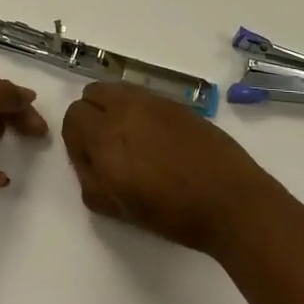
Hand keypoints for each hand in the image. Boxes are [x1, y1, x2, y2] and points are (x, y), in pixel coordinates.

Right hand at [61, 83, 280, 253]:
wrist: (230, 200)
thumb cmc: (171, 212)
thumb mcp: (118, 208)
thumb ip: (90, 181)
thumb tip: (89, 161)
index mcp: (107, 135)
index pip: (73, 116)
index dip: (75, 140)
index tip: (90, 162)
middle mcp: (127, 108)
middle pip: (93, 93)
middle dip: (91, 116)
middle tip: (105, 147)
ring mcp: (155, 101)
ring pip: (119, 90)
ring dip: (114, 109)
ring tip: (131, 142)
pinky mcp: (177, 103)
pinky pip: (145, 97)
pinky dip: (139, 111)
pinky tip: (157, 141)